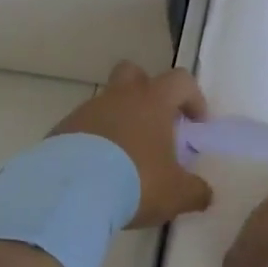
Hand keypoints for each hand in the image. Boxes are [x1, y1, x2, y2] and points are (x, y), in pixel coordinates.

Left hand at [51, 63, 211, 229]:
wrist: (71, 191)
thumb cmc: (135, 181)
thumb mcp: (175, 194)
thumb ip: (195, 191)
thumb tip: (205, 194)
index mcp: (152, 101)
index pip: (180, 80)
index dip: (192, 97)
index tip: (196, 123)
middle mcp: (120, 96)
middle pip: (133, 72)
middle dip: (146, 91)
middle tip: (154, 123)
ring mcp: (87, 110)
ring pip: (106, 103)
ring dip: (117, 122)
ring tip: (122, 161)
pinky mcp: (62, 130)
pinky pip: (83, 128)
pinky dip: (92, 143)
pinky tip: (95, 173)